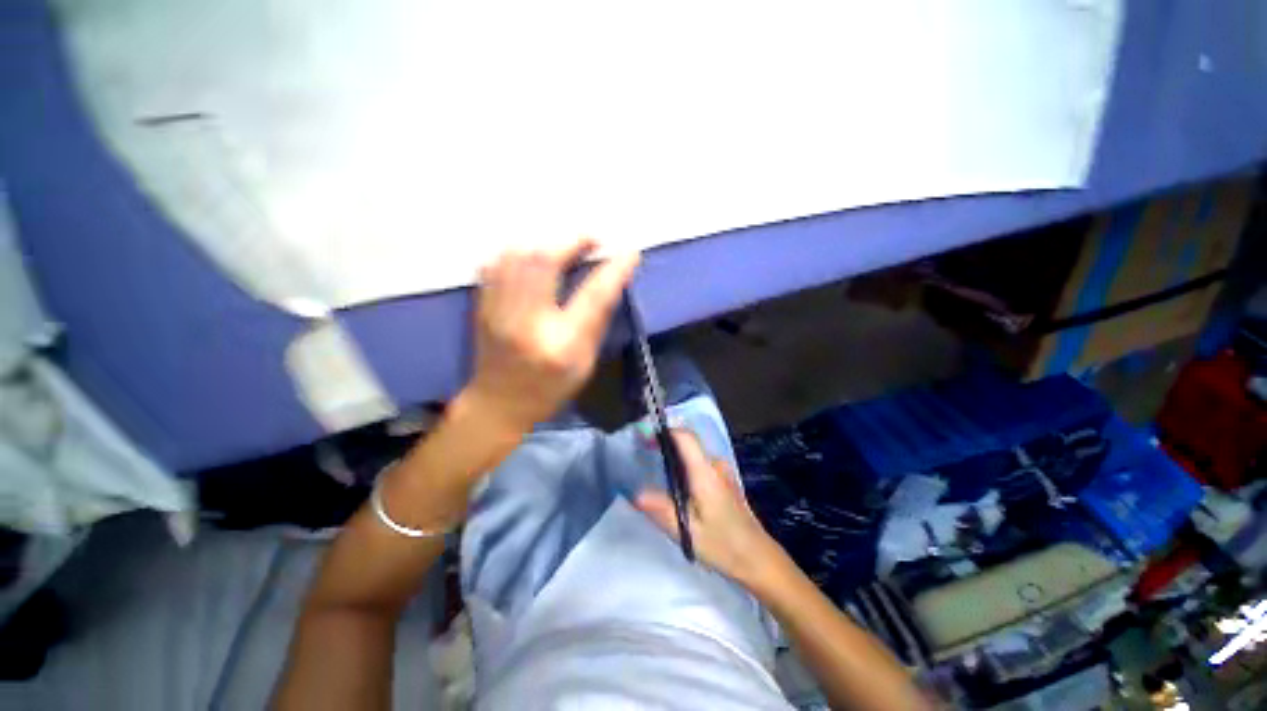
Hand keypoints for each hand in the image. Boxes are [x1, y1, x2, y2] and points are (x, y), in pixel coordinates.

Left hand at [464, 239, 639, 434]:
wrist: (498, 404)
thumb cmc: (549, 388)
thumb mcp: (585, 363)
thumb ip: (597, 321)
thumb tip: (611, 280)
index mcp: (561, 345)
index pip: (592, 298)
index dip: (614, 271)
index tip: (630, 253)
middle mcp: (526, 322)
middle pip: (544, 263)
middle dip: (572, 241)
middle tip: (592, 240)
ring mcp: (497, 311)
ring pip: (517, 255)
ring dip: (545, 241)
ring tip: (565, 245)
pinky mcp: (482, 305)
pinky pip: (497, 262)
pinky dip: (519, 250)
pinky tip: (534, 253)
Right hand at [636, 430, 785, 588]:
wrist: (758, 558)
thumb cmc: (722, 544)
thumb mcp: (687, 531)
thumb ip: (661, 509)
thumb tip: (636, 494)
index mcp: (705, 472)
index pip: (685, 437)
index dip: (665, 432)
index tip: (645, 439)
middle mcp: (715, 465)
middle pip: (688, 442)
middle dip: (666, 444)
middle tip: (644, 457)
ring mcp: (723, 471)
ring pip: (694, 453)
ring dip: (676, 456)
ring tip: (657, 473)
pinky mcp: (725, 479)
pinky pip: (700, 463)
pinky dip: (685, 465)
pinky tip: (677, 486)